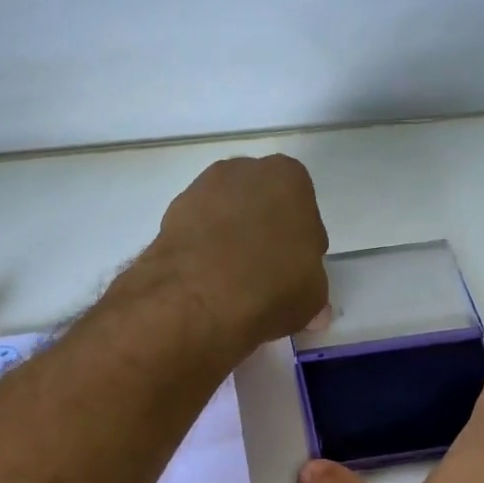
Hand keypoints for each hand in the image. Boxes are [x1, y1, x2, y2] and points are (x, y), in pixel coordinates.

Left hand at [145, 155, 328, 348]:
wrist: (199, 297)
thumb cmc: (273, 286)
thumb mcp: (313, 296)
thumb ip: (312, 291)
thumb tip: (314, 311)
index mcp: (288, 178)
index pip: (303, 213)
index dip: (300, 247)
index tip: (294, 274)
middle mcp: (243, 171)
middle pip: (261, 207)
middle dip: (263, 236)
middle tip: (264, 278)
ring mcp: (201, 189)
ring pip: (225, 218)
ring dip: (230, 243)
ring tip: (232, 286)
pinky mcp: (169, 216)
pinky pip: (196, 235)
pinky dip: (202, 253)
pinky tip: (206, 284)